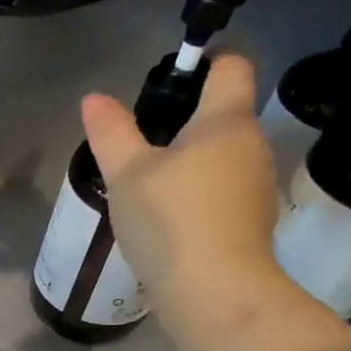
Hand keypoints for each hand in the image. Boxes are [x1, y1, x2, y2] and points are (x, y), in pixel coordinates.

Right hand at [81, 53, 282, 311]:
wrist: (215, 292)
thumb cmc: (171, 221)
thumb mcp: (127, 174)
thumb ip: (111, 132)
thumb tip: (94, 98)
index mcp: (226, 121)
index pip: (233, 65)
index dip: (208, 59)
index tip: (174, 72)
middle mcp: (251, 145)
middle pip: (224, 114)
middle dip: (187, 119)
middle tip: (140, 140)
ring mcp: (255, 186)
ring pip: (222, 156)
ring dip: (191, 161)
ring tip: (147, 184)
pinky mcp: (250, 222)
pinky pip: (222, 191)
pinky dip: (197, 194)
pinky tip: (167, 218)